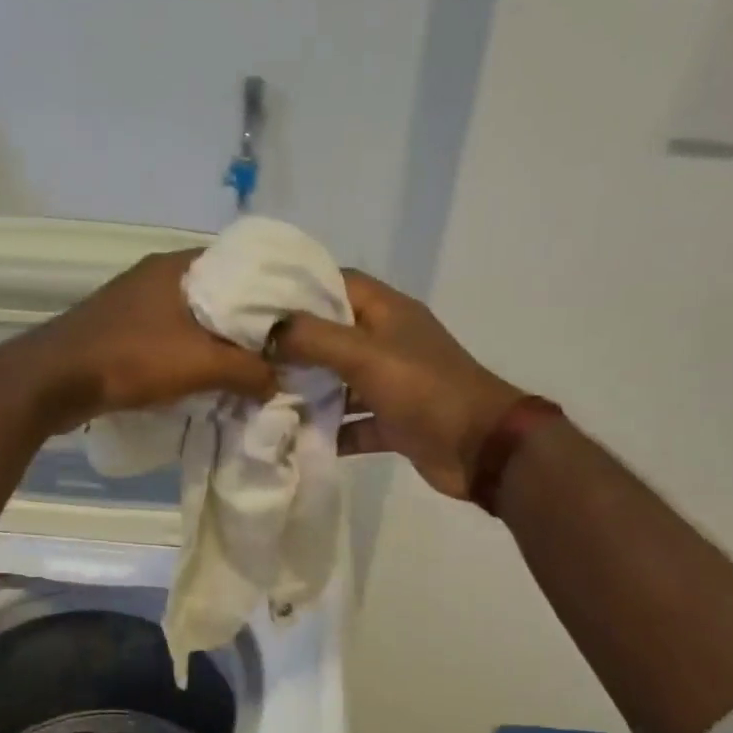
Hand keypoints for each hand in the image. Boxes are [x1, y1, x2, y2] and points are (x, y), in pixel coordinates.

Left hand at [14, 249, 277, 431]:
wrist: (53, 381)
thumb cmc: (131, 359)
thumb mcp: (201, 364)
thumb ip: (248, 370)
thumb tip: (279, 381)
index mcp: (179, 265)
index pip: (243, 265)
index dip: (273, 291)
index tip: (298, 317)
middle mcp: (158, 275)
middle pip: (221, 293)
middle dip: (248, 322)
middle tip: (280, 348)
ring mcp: (137, 302)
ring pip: (195, 317)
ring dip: (219, 341)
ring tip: (251, 366)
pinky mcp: (123, 329)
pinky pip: (173, 336)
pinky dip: (193, 353)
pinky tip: (208, 375)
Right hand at [272, 270, 526, 498]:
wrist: (481, 448)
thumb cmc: (425, 390)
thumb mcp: (365, 355)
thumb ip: (313, 338)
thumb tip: (268, 330)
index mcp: (387, 312)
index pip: (336, 284)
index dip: (299, 289)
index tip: (257, 304)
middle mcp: (388, 342)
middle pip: (332, 335)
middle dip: (294, 346)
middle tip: (250, 356)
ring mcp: (391, 384)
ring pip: (340, 382)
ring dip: (308, 391)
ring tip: (262, 398)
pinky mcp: (393, 422)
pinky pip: (353, 422)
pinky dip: (330, 431)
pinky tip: (295, 439)